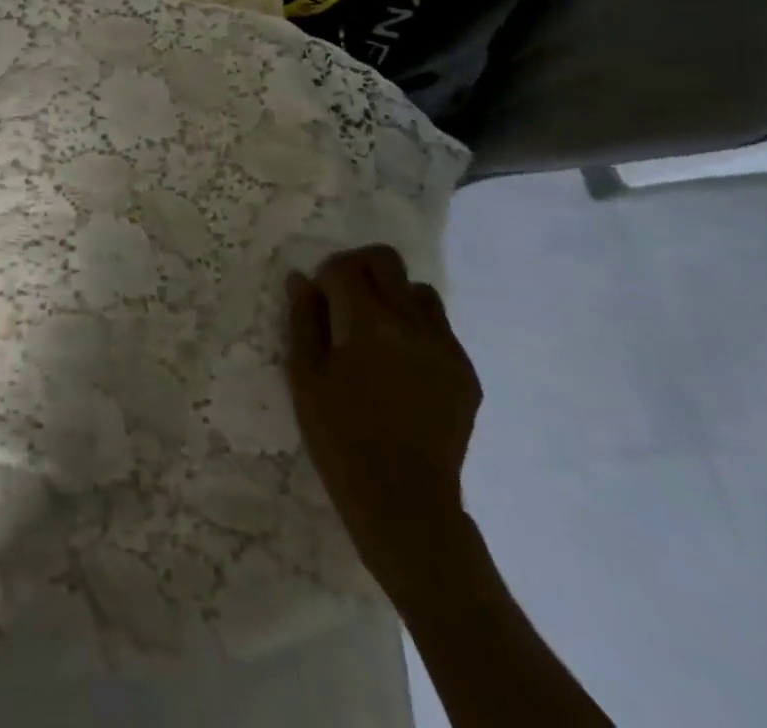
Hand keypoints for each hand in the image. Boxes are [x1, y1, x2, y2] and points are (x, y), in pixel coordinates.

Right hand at [286, 246, 482, 605]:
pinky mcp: (466, 374)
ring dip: (394, 296)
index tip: (317, 298)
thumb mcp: (306, 378)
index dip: (325, 275)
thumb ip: (303, 320)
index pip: (345, 268)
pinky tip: (401, 366)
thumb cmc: (341, 440)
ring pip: (420, 292)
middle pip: (387, 261)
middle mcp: (413, 324)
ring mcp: (446, 348)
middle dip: (359, 268)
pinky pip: (441, 330)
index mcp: (370, 323)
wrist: (405, 504)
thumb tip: (301, 279)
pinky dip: (418, 330)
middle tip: (343, 297)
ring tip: (377, 331)